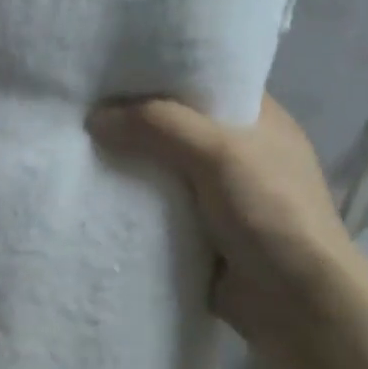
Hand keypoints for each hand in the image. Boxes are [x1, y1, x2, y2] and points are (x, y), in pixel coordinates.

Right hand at [87, 94, 357, 348]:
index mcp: (256, 119)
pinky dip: (130, 207)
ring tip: (77, 153)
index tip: (111, 71)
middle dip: (133, 124)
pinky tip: (95, 199)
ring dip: (128, 169)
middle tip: (82, 113)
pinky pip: (155, 212)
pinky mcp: (198, 234)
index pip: (204, 82)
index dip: (161, 75)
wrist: (290, 297)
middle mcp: (236, 152)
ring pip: (161, 172)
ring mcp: (216, 196)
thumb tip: (95, 117)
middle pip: (175, 128)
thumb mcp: (218, 153)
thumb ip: (159, 126)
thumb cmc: (269, 210)